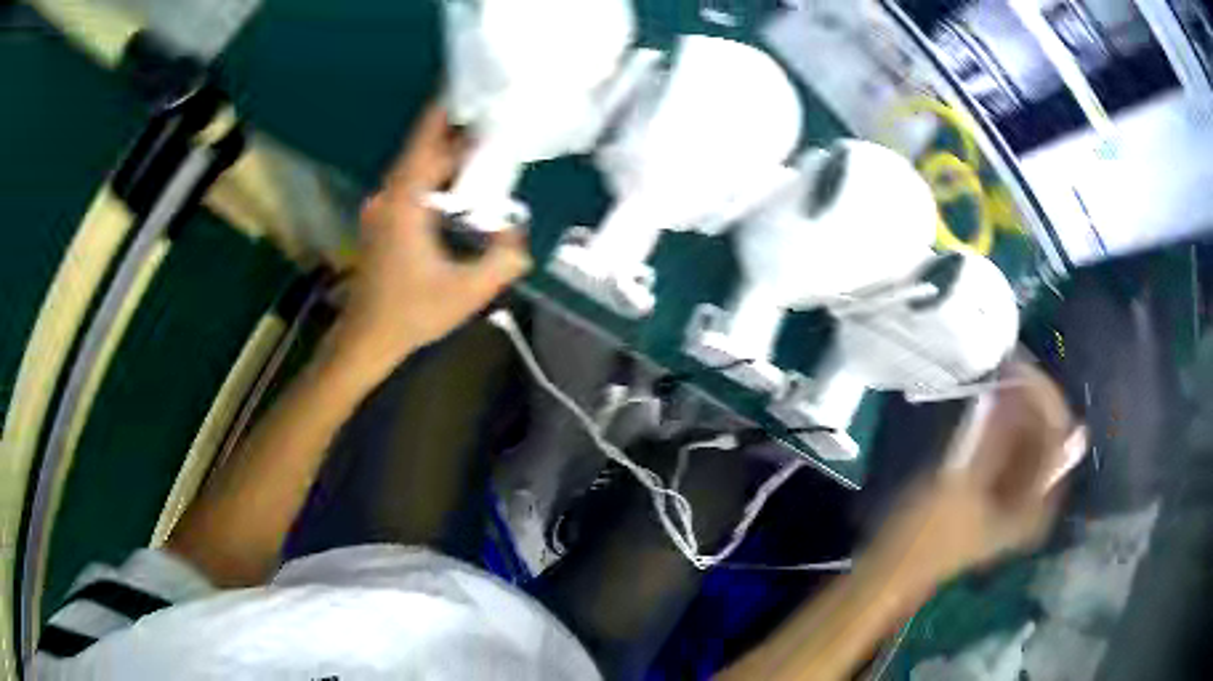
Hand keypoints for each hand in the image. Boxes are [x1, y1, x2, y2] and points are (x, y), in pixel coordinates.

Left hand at [329, 105, 531, 382]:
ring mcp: (381, 210)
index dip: (444, 112)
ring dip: (446, 159)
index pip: (425, 142)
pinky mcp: (381, 222)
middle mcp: (388, 198)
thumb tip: (522, 237)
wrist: (366, 339)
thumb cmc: (410, 314)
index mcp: (404, 203)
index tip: (468, 89)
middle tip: (495, 123)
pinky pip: (411, 187)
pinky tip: (458, 188)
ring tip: (484, 151)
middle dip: (457, 135)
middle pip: (423, 153)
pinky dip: (435, 179)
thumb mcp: (467, 292)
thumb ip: (503, 260)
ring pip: (416, 170)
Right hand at [868, 362, 1082, 591]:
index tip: (1016, 365)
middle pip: (1049, 433)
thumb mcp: (960, 484)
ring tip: (998, 375)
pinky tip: (993, 401)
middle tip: (1005, 365)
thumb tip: (1012, 382)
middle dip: (1030, 397)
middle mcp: (1037, 500)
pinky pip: (1016, 445)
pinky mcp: (1001, 490)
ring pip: (1032, 436)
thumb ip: (992, 435)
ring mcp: (1019, 496)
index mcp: (1036, 507)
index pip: (1058, 435)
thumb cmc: (926, 535)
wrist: (895, 569)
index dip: (1042, 395)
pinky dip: (1007, 421)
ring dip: (1018, 405)